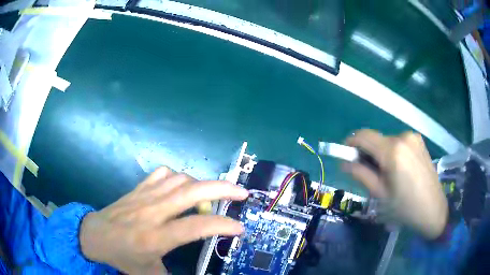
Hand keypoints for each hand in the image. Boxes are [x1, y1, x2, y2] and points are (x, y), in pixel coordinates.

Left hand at [79, 167, 248, 273]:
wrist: (95, 234)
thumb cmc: (122, 256)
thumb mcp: (149, 274)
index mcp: (156, 237)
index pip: (195, 227)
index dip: (221, 225)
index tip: (239, 228)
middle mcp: (153, 212)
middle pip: (191, 192)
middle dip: (222, 189)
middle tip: (242, 192)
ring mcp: (145, 196)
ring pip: (180, 179)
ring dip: (202, 184)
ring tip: (213, 194)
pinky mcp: (138, 188)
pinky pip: (163, 174)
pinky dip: (179, 177)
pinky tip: (182, 186)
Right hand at [344, 130, 447, 238]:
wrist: (433, 209)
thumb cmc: (405, 207)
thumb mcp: (380, 194)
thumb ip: (361, 175)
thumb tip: (344, 163)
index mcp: (393, 151)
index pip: (363, 136)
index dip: (350, 143)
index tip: (346, 155)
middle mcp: (403, 137)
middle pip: (376, 140)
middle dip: (368, 153)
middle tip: (369, 174)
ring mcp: (413, 137)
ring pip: (387, 141)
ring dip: (381, 154)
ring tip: (387, 175)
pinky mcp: (419, 141)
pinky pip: (399, 143)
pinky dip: (393, 152)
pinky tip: (400, 169)